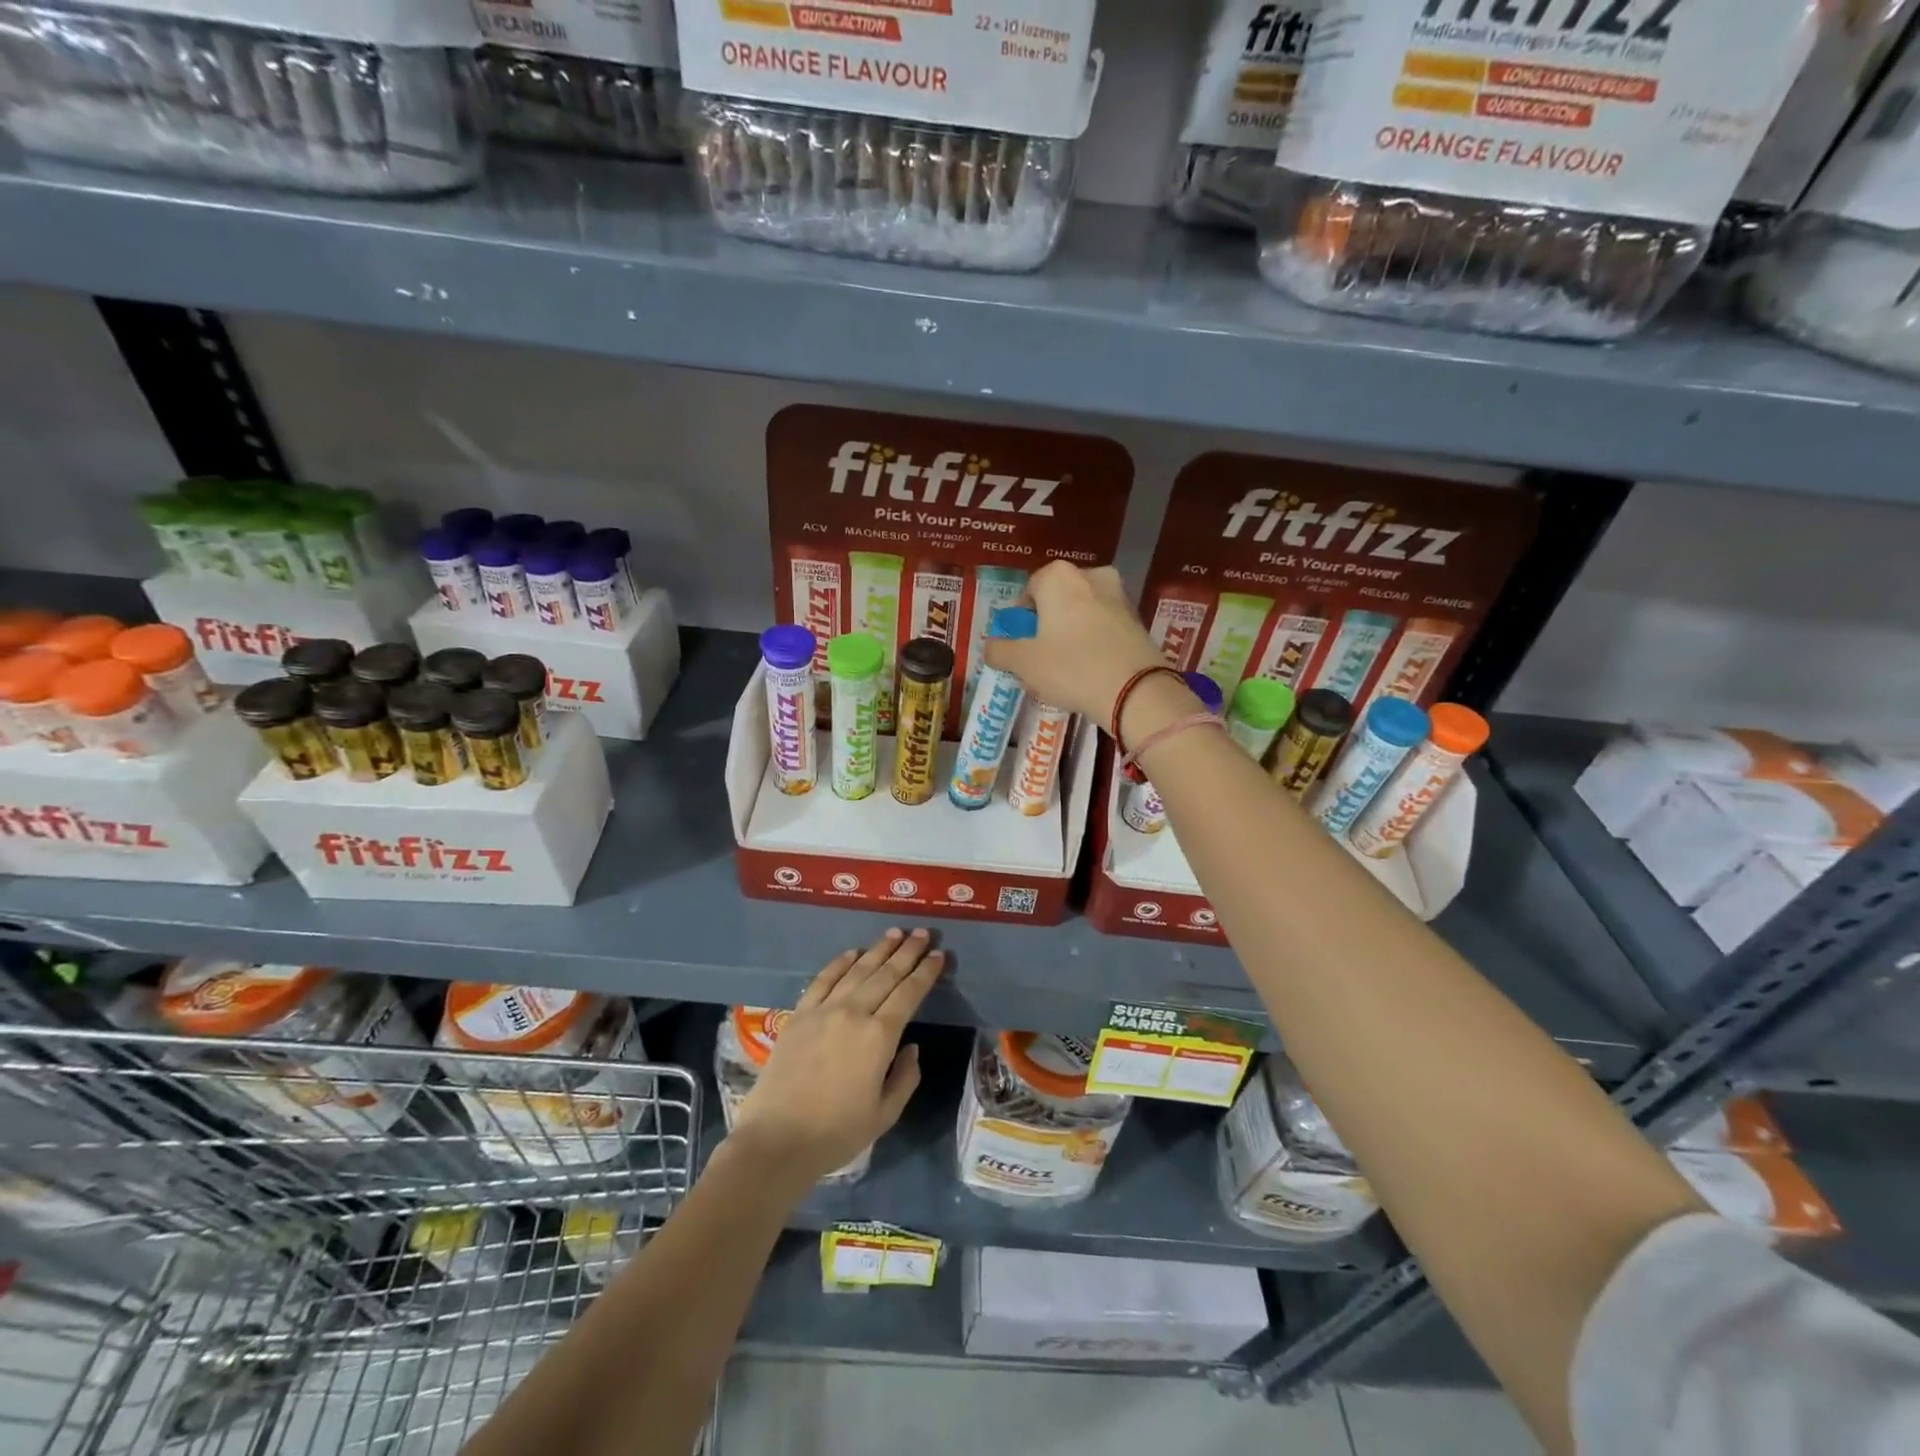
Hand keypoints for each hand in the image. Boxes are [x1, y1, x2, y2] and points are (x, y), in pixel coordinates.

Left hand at [729, 929, 944, 1188]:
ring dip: (878, 950)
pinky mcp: (799, 1015)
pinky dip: (840, 963)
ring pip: (857, 970)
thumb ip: (905, 1078)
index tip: (938, 954)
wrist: (776, 1140)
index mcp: (879, 1037)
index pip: (909, 993)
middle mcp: (854, 1013)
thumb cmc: (836, 1133)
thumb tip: (911, 1048)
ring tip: (894, 933)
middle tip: (922, 933)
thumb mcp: (884, 1115)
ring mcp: (824, 1010)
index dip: (925, 972)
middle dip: (907, 952)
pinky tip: (852, 953)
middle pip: (886, 974)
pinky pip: (823, 980)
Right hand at [982, 562, 1164, 723]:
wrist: (1135, 690)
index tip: (1019, 647)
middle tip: (1038, 660)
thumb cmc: (1071, 667)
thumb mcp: (1023, 663)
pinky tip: (1088, 673)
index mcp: (1059, 577)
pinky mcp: (1137, 620)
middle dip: (1045, 628)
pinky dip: (1092, 644)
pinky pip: (1103, 628)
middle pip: (1056, 602)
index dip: (1020, 621)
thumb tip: (991, 647)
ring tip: (1063, 672)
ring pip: (1081, 615)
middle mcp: (1091, 576)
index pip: (1028, 591)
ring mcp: (1119, 596)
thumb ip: (1000, 651)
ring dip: (1069, 637)